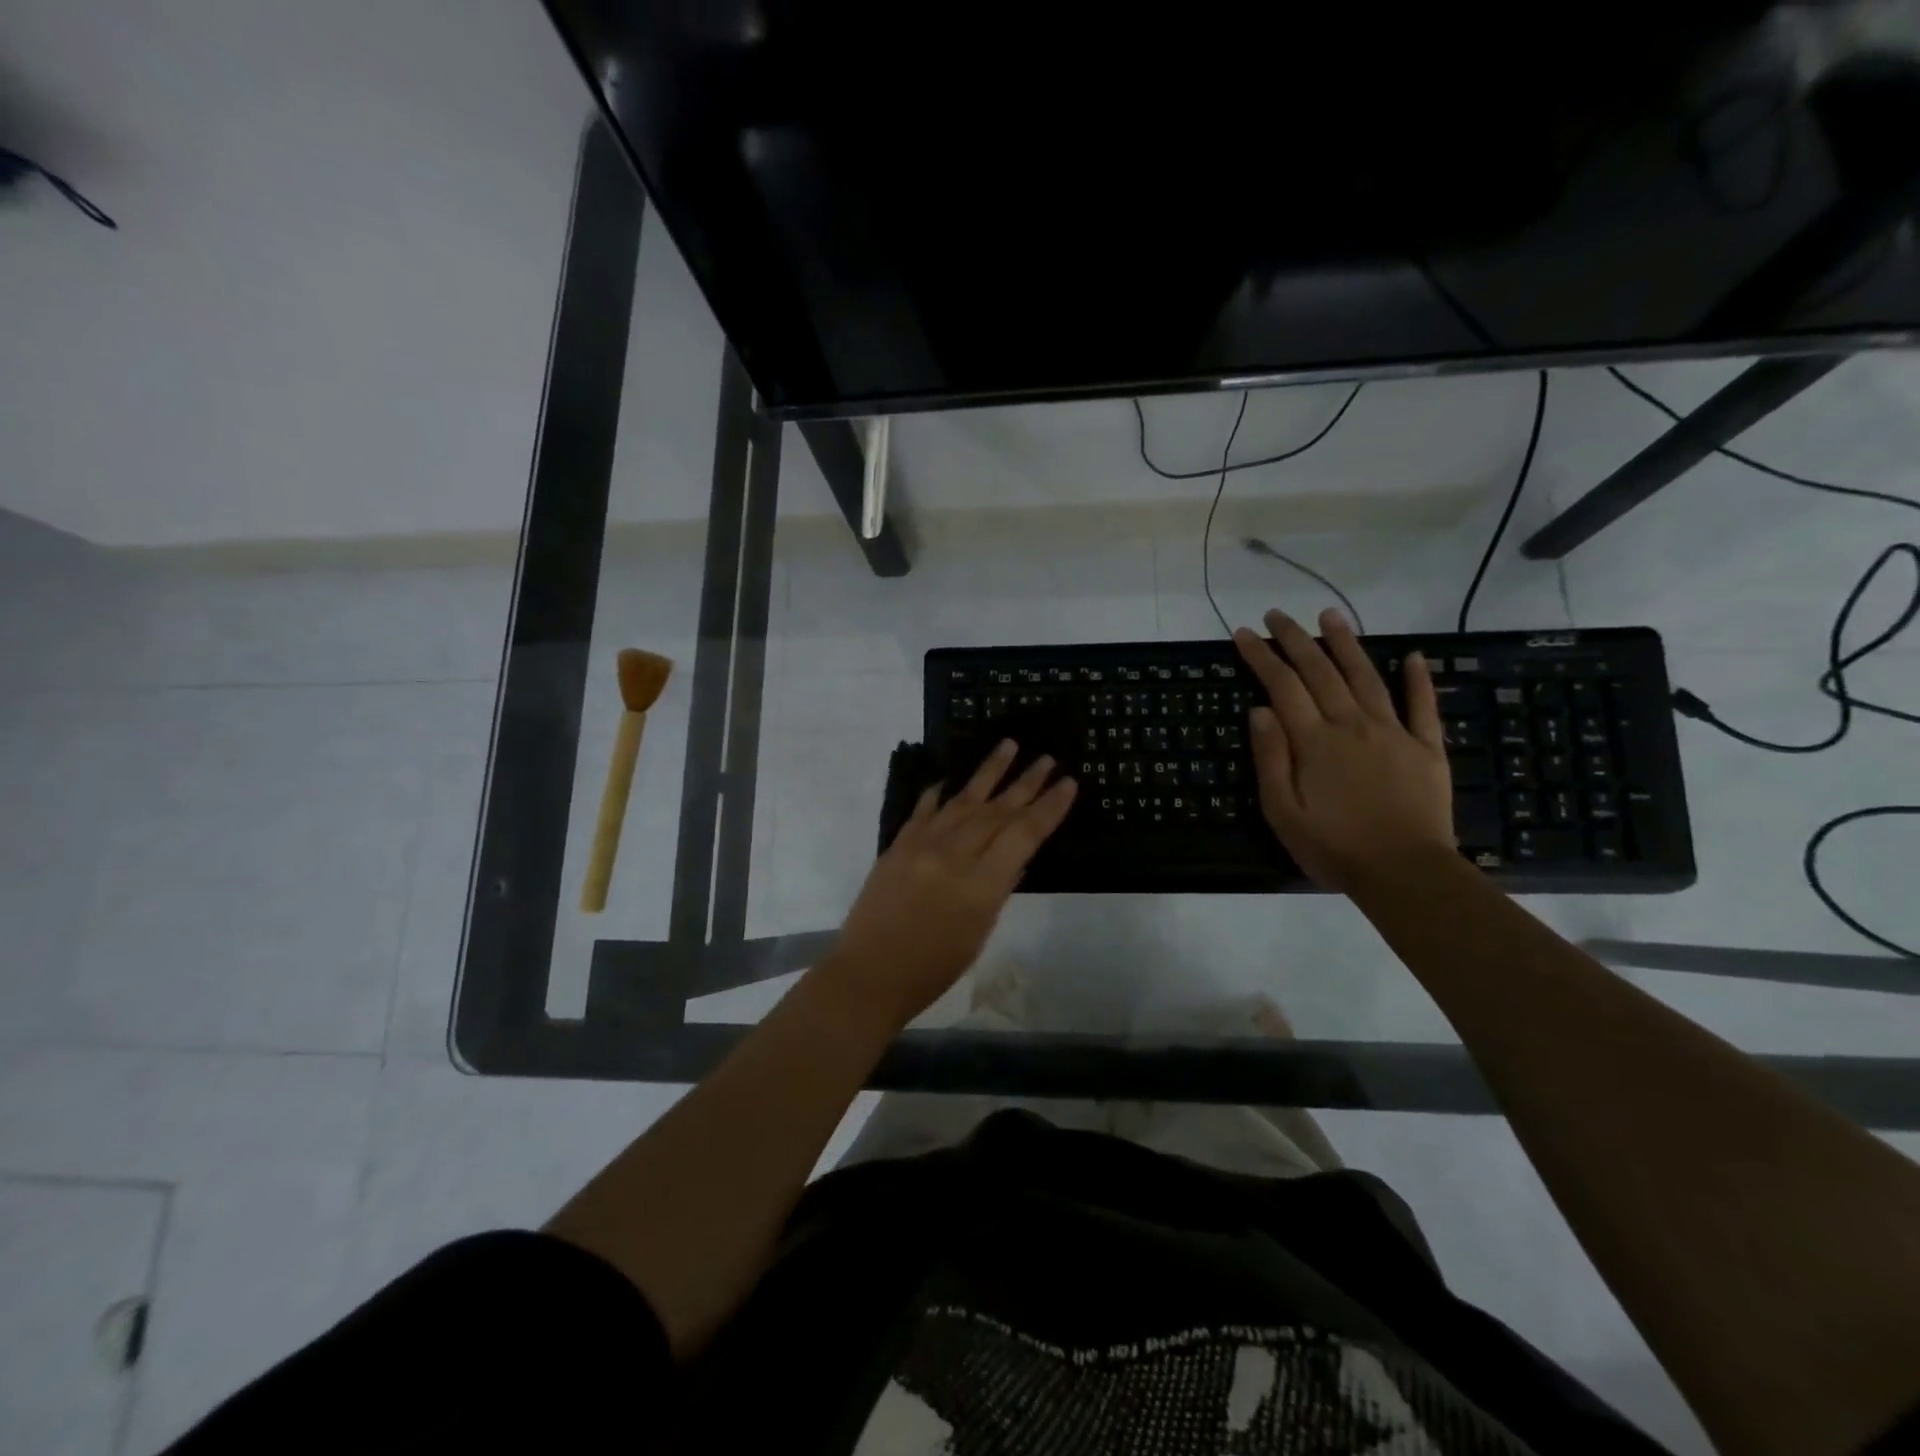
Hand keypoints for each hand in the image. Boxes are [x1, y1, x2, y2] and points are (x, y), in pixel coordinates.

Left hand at [820, 741, 1077, 1030]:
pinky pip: (924, 809)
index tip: (1067, 783)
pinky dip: (939, 793)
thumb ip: (998, 889)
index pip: (1024, 834)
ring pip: (964, 799)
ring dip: (989, 771)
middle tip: (1046, 759)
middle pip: (997, 810)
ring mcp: (922, 845)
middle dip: (1025, 783)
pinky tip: (950, 780)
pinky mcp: (898, 844)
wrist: (870, 973)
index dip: (1049, 807)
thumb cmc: (933, 969)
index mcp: (981, 884)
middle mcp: (954, 855)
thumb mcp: (979, 933)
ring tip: (1009, 745)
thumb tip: (1015, 855)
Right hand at [1233, 607, 1454, 892]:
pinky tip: (1413, 656)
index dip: (1261, 657)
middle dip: (1295, 640)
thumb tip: (1260, 710)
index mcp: (1314, 741)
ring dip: (1346, 644)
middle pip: (1321, 672)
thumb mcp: (1282, 811)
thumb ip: (1271, 758)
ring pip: (1366, 677)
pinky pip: (1423, 706)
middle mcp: (1352, 725)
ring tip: (1330, 615)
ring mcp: (1393, 732)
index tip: (1243, 634)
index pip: (1282, 686)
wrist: (1405, 873)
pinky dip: (1418, 679)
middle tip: (1277, 615)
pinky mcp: (1426, 748)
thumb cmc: (1334, 847)